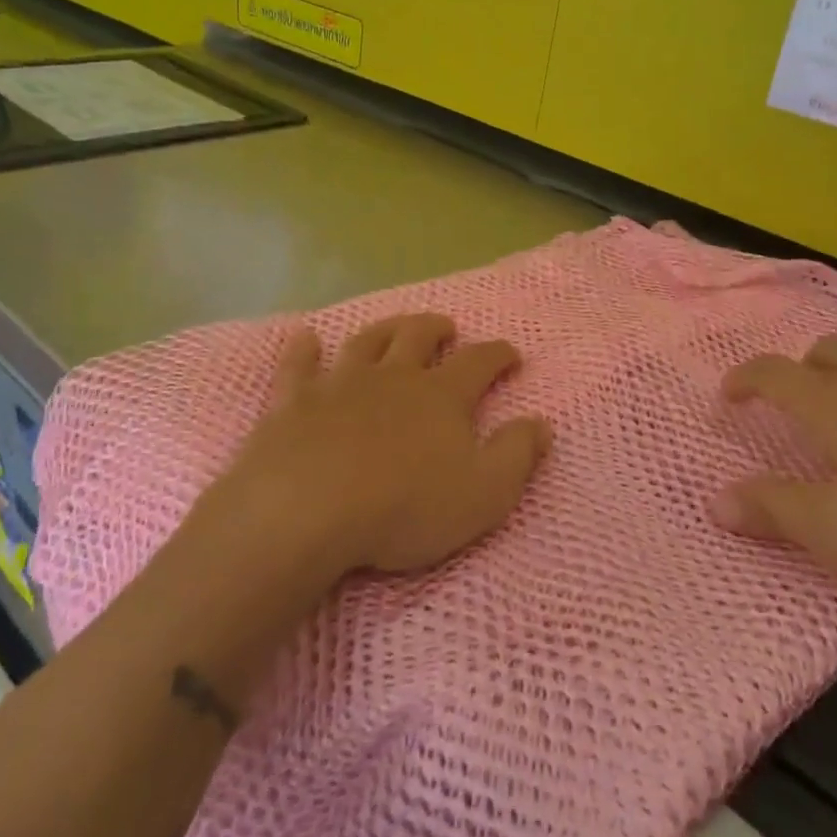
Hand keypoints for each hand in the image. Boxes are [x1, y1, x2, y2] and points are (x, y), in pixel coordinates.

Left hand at [209, 314, 550, 582]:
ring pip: (366, 342)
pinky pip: (298, 365)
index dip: (499, 354)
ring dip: (385, 329)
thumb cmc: (404, 507)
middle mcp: (393, 377)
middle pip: (418, 337)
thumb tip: (542, 423)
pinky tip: (305, 338)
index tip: (511, 355)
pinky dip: (303, 348)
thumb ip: (517, 454)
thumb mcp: (484, 493)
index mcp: (441, 396)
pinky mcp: (294, 401)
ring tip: (395, 327)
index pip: (479, 362)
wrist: (306, 509)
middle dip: (437, 328)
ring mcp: (340, 384)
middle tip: (447, 328)